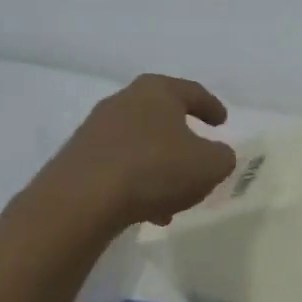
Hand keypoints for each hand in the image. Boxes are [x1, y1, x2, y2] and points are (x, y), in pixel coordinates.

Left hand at [23, 75, 236, 233]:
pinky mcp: (78, 158)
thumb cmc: (155, 169)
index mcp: (157, 91)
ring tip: (175, 198)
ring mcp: (95, 129)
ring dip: (160, 166)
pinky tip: (148, 210)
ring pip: (141, 144)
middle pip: (162, 116)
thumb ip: (222, 157)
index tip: (222, 122)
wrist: (81, 200)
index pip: (192, 92)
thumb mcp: (209, 165)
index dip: (211, 107)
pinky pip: (119, 165)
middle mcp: (123, 101)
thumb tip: (217, 155)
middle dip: (182, 137)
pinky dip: (137, 182)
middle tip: (199, 155)